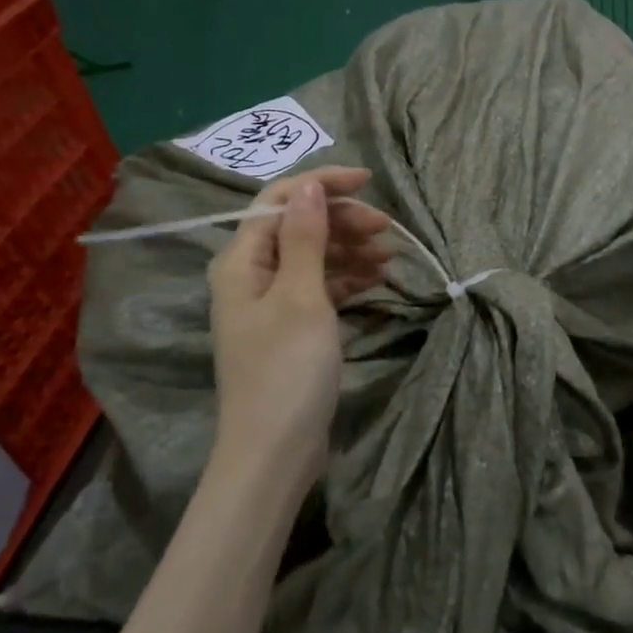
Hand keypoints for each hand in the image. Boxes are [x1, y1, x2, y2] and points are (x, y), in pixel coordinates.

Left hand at [207, 167, 390, 482]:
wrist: (275, 450)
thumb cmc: (286, 369)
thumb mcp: (301, 297)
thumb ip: (305, 238)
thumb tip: (309, 187)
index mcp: (242, 260)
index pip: (280, 202)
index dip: (322, 185)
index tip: (368, 183)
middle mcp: (251, 275)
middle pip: (298, 227)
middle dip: (342, 221)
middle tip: (387, 230)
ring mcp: (271, 302)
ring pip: (313, 257)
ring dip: (349, 250)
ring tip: (390, 256)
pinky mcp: (290, 327)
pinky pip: (319, 287)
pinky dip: (347, 279)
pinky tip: (377, 279)